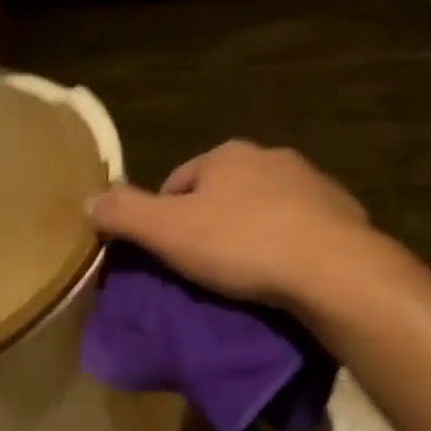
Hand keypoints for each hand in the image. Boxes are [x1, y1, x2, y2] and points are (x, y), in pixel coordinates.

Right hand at [88, 141, 372, 307]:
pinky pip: (303, 227)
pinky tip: (288, 274)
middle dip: (214, 222)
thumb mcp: (169, 232)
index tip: (168, 254)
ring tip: (248, 275)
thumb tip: (87, 200)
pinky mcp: (343, 212)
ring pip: (267, 207)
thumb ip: (126, 214)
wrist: (331, 267)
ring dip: (254, 231)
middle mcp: (272, 157)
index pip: (181, 180)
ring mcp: (313, 182)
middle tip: (207, 267)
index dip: (167, 215)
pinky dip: (291, 244)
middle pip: (226, 191)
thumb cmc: (242, 243)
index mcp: (227, 155)